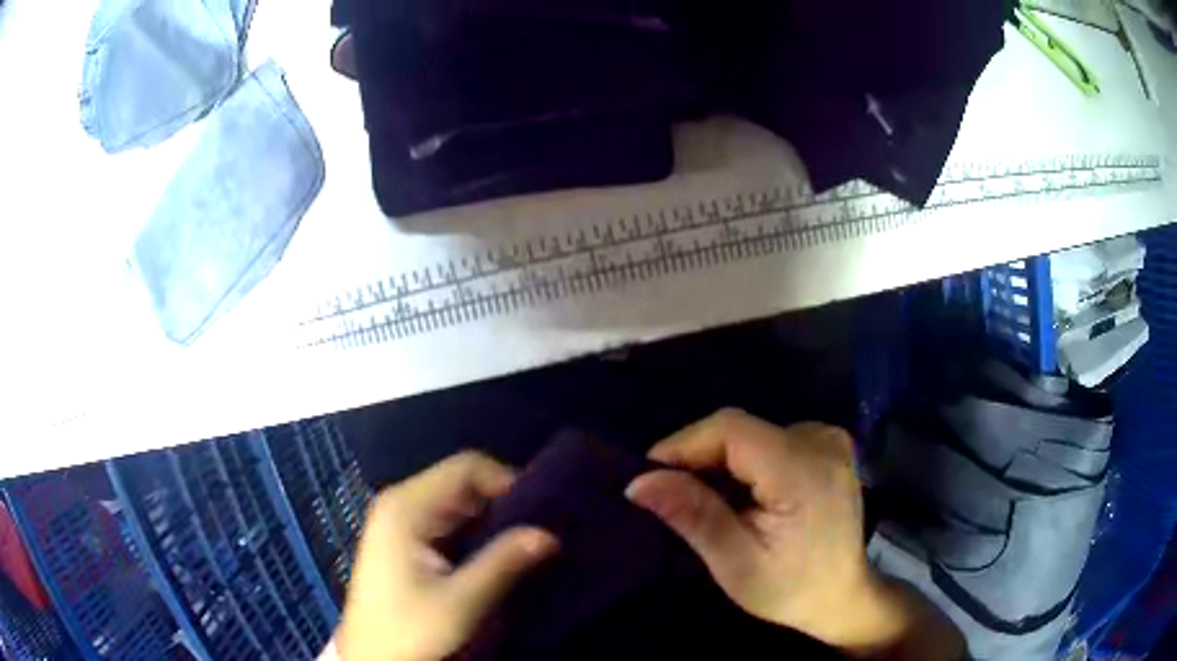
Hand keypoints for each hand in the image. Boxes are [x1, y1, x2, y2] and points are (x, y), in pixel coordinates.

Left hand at [337, 451, 558, 660]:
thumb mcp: (460, 602)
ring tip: (529, 543)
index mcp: (407, 506)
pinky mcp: (406, 543)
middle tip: (542, 530)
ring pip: (459, 505)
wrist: (372, 658)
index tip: (543, 512)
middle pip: (463, 483)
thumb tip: (549, 534)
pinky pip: (450, 525)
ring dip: (494, 522)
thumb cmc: (408, 629)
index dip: (508, 482)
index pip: (467, 468)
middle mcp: (403, 504)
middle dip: (505, 503)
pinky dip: (478, 535)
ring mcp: (402, 523)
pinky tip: (502, 556)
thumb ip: (503, 563)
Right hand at [626, 409, 962, 659]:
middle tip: (672, 497)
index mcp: (803, 471)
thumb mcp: (736, 563)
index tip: (649, 475)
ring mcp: (829, 440)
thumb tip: (639, 482)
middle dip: (698, 458)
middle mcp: (821, 441)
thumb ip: (694, 515)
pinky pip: (771, 439)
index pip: (731, 429)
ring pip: (753, 434)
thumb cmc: (790, 589)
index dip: (683, 443)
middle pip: (740, 430)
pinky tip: (741, 495)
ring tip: (705, 501)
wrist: (843, 595)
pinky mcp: (829, 445)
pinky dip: (746, 462)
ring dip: (721, 462)